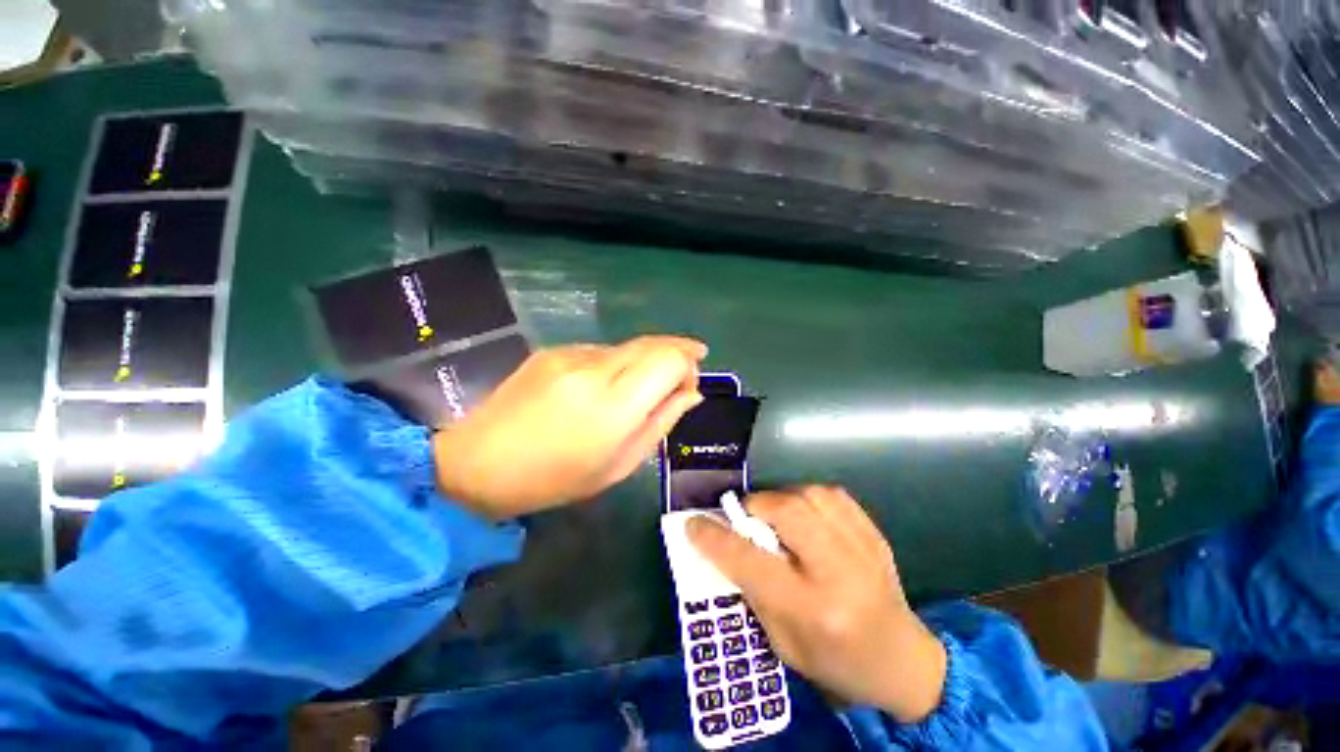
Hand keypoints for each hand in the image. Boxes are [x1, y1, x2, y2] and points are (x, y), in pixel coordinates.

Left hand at [434, 335, 706, 517]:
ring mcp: (571, 355)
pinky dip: (617, 363)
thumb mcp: (620, 464)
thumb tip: (692, 394)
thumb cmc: (555, 478)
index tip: (690, 385)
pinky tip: (603, 387)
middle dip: (678, 351)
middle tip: (687, 370)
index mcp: (614, 405)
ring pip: (629, 345)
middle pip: (653, 343)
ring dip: (645, 361)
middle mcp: (595, 369)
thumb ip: (661, 422)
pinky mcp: (553, 350)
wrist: (478, 463)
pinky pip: (602, 350)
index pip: (670, 359)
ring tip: (637, 389)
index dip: (688, 365)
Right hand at [687, 486, 947, 722]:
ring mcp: (862, 548)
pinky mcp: (874, 533)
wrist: (902, 661)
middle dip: (755, 506)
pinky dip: (809, 496)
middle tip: (746, 518)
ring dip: (782, 499)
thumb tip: (722, 543)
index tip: (694, 523)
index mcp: (812, 610)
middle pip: (787, 512)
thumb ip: (751, 589)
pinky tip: (806, 514)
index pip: (750, 561)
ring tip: (776, 516)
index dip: (715, 538)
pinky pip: (833, 494)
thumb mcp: (782, 641)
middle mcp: (838, 572)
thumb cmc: (834, 661)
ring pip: (810, 494)